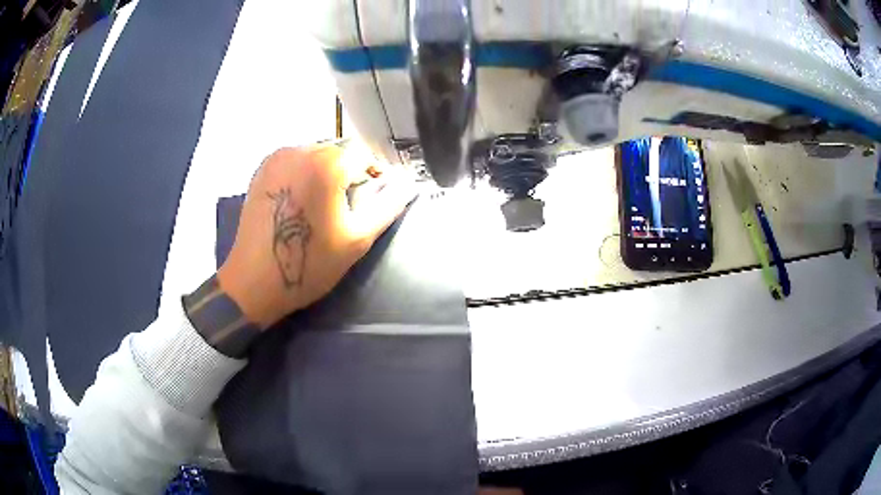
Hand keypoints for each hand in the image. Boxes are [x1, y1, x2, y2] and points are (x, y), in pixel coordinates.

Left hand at [217, 143, 416, 328]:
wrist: (254, 282)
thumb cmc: (310, 264)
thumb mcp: (356, 239)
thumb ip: (387, 206)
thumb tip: (410, 185)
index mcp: (326, 164)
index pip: (364, 154)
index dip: (375, 173)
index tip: (376, 195)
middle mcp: (300, 150)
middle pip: (338, 150)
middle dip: (350, 170)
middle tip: (350, 202)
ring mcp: (277, 157)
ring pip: (316, 152)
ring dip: (327, 170)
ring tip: (325, 201)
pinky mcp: (262, 168)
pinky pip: (294, 159)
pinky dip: (305, 171)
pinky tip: (302, 199)